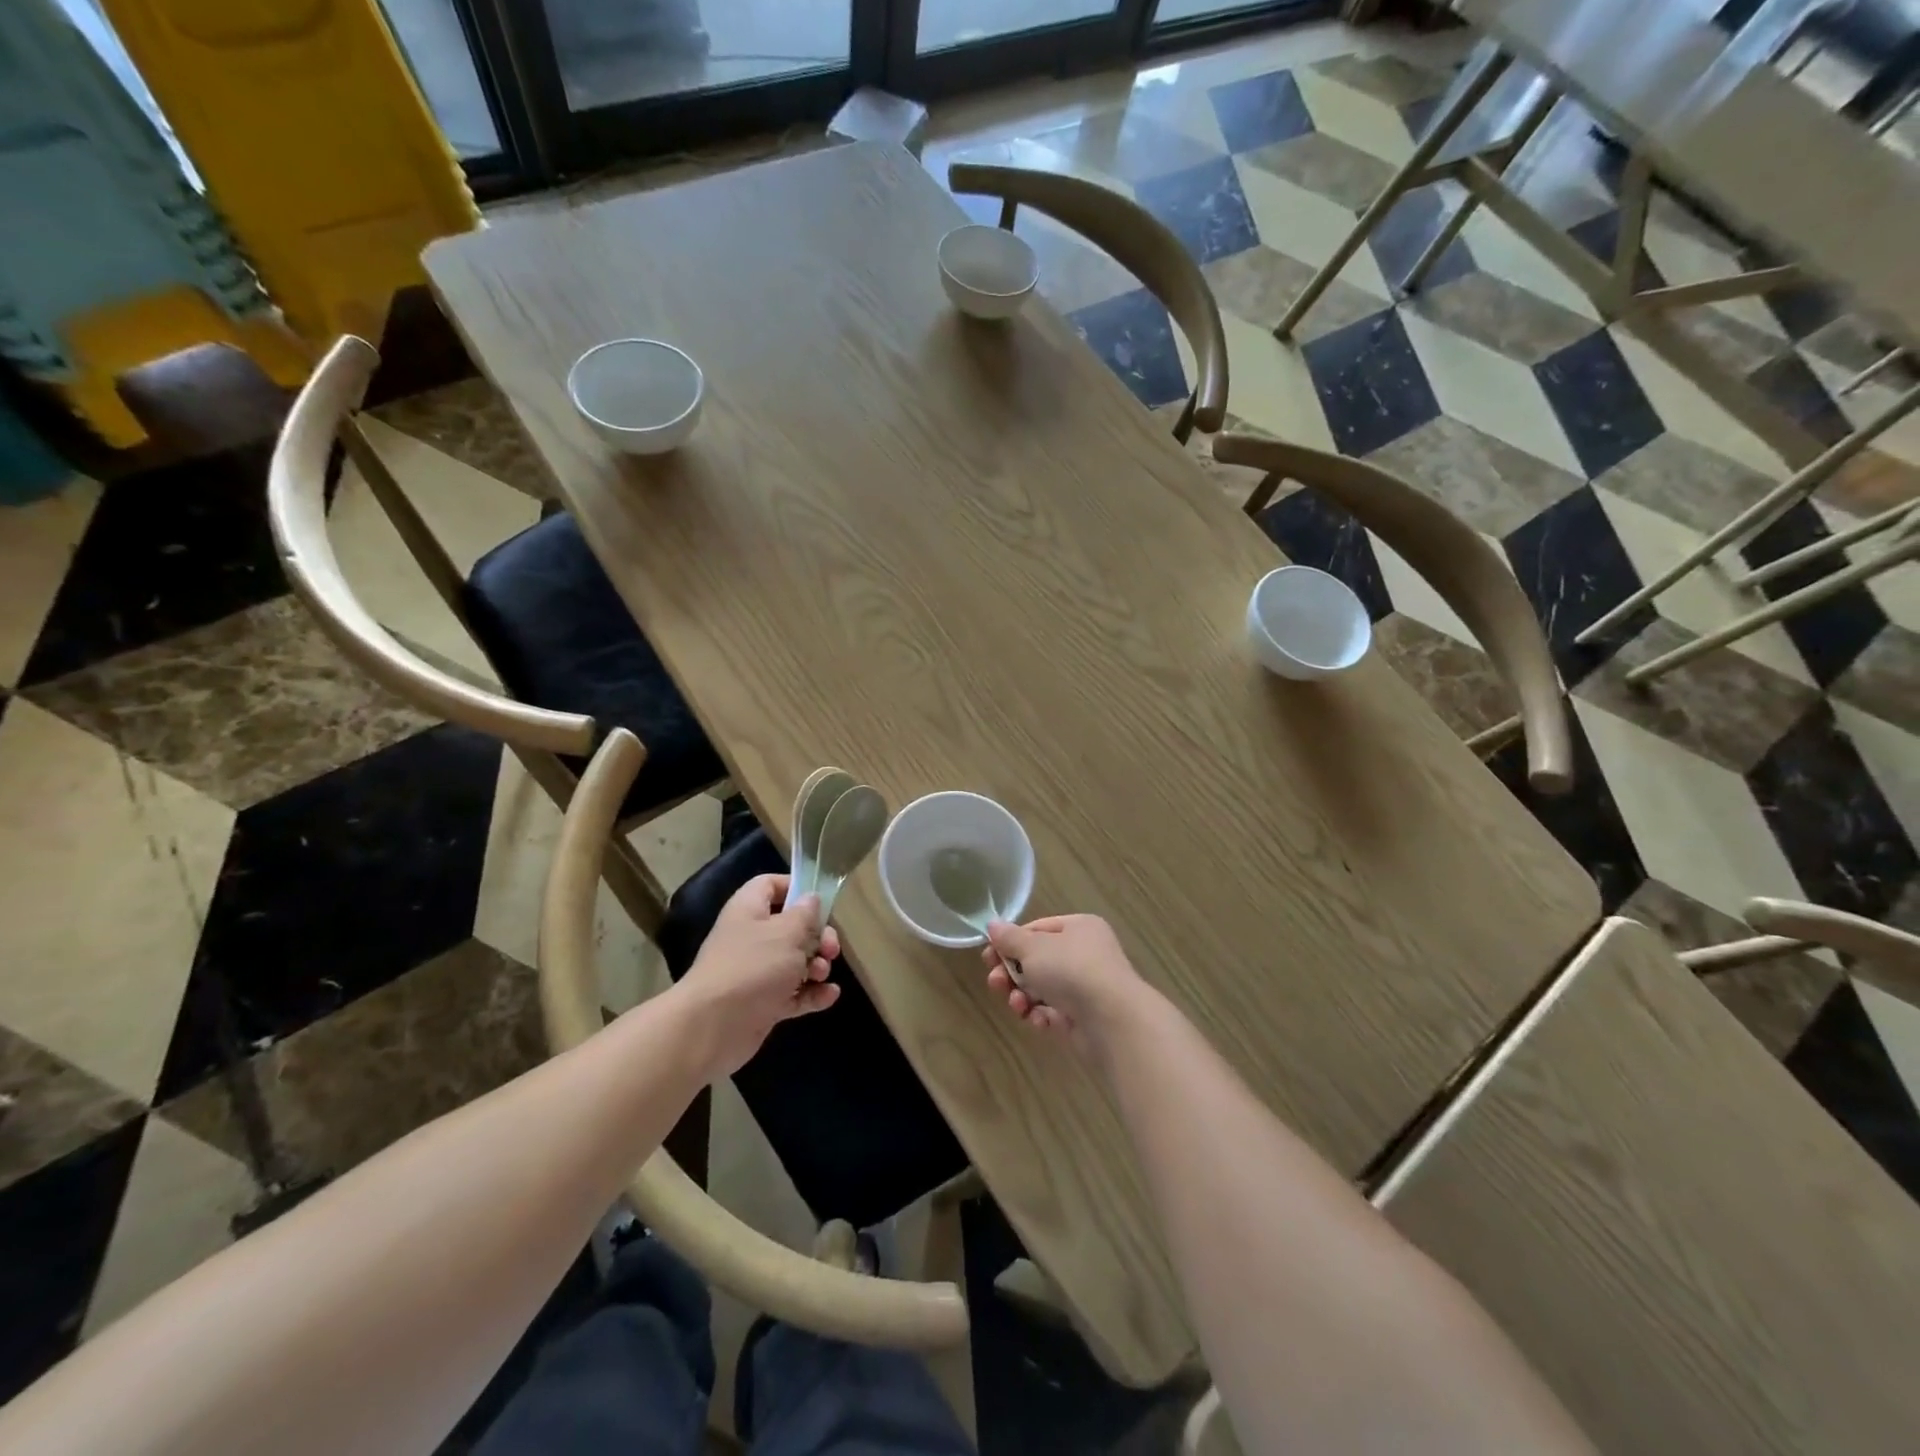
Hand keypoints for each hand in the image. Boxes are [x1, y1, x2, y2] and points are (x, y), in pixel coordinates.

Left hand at [678, 875, 840, 1076]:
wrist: (712, 1028)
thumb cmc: (752, 967)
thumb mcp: (787, 932)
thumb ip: (805, 914)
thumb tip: (811, 900)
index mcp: (749, 910)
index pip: (769, 885)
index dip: (794, 887)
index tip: (820, 900)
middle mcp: (752, 938)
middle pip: (792, 927)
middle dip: (817, 936)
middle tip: (830, 949)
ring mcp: (757, 973)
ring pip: (796, 962)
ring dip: (817, 966)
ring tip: (821, 974)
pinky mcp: (764, 1004)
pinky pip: (794, 993)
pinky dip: (812, 994)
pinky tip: (829, 996)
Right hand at [981, 914, 1149, 1049]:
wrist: (1111, 1019)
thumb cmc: (1070, 969)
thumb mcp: (1033, 947)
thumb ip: (1010, 938)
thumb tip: (993, 926)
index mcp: (1079, 928)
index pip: (1037, 929)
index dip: (1011, 943)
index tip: (988, 957)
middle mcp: (1085, 954)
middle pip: (1038, 961)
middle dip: (1012, 974)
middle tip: (995, 983)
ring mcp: (1086, 987)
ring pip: (1043, 988)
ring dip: (1022, 996)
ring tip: (1016, 1004)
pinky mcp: (1084, 1017)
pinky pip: (1054, 1012)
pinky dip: (1041, 1016)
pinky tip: (1038, 1020)